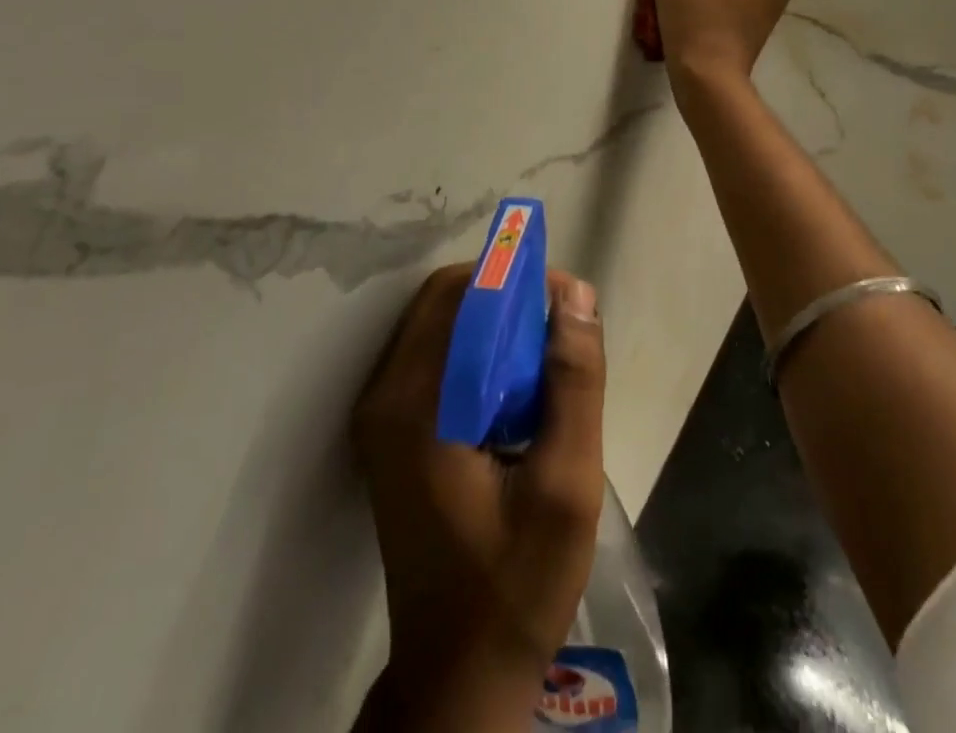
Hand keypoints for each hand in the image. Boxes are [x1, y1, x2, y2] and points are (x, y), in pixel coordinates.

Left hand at [352, 264, 606, 732]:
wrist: (458, 675)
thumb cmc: (516, 584)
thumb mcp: (565, 484)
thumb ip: (573, 383)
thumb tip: (576, 294)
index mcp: (415, 405)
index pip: (460, 296)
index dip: (516, 280)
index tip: (567, 300)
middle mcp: (384, 396)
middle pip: (444, 302)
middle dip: (506, 298)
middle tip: (559, 331)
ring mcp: (379, 414)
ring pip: (439, 325)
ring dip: (493, 324)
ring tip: (545, 362)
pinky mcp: (388, 431)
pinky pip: (433, 357)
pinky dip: (476, 352)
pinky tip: (515, 392)